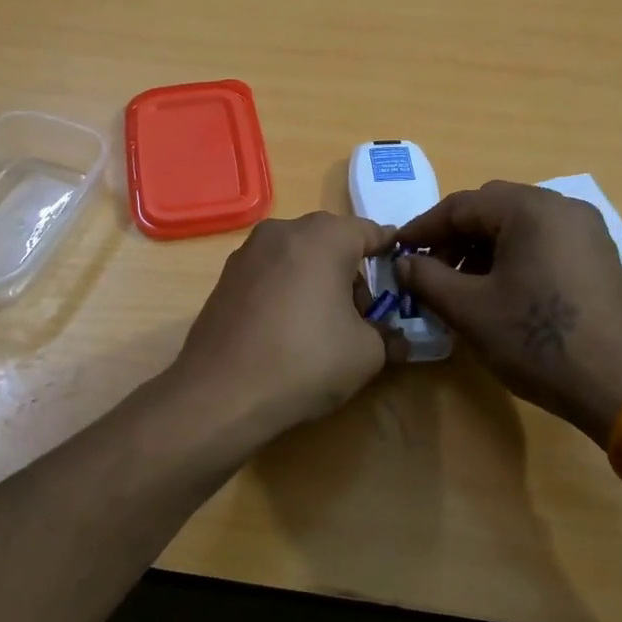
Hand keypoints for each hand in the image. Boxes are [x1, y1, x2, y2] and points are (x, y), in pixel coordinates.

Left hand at [171, 212, 405, 450]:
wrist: (220, 391)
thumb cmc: (305, 361)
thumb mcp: (366, 353)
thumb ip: (387, 334)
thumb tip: (394, 337)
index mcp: (323, 236)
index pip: (369, 231)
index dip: (389, 252)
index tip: (401, 272)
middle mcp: (283, 231)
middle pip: (331, 241)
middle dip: (351, 271)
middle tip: (362, 314)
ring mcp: (248, 251)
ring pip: (298, 255)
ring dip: (317, 279)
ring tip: (323, 325)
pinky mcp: (226, 276)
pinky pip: (271, 272)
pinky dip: (287, 288)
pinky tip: (287, 328)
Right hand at [395, 181, 621, 444]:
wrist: (621, 387)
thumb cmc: (538, 341)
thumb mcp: (469, 310)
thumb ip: (427, 278)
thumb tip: (403, 263)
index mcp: (531, 209)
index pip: (461, 205)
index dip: (423, 229)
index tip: (397, 251)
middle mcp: (562, 207)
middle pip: (491, 209)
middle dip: (453, 237)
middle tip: (428, 269)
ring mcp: (586, 231)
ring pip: (517, 225)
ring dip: (481, 247)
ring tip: (459, 284)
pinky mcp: (597, 256)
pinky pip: (542, 241)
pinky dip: (511, 256)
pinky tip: (497, 290)